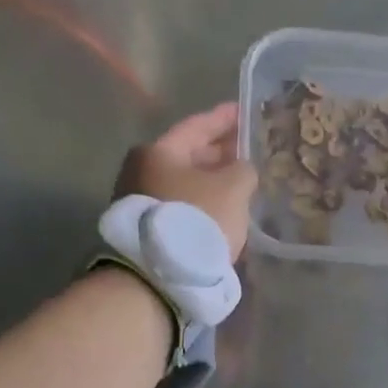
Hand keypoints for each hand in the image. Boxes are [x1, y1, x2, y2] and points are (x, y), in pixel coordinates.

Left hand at [116, 102, 258, 260]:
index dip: (223, 119)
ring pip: (185, 184)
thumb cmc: (198, 218)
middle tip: (245, 149)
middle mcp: (141, 172)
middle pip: (188, 155)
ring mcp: (141, 203)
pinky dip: (203, 204)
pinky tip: (223, 210)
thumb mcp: (233, 187)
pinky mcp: (149, 231)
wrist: (162, 276)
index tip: (243, 111)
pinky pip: (182, 207)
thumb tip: (240, 170)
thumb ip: (243, 170)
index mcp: (158, 152)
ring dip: (211, 182)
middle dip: (218, 153)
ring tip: (239, 182)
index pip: (196, 126)